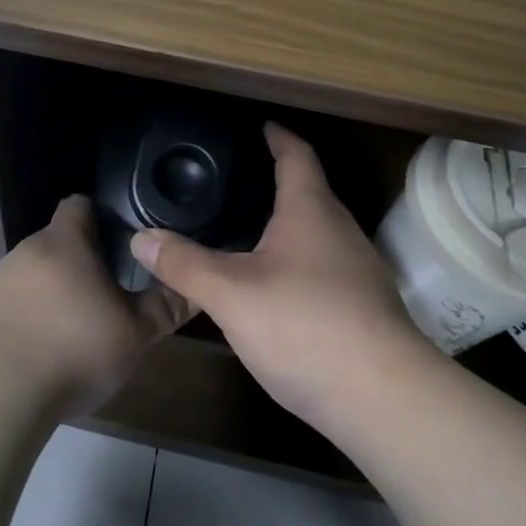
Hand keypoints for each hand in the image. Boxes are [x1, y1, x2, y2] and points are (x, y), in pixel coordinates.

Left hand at [0, 195, 191, 418]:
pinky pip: (8, 307)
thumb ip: (164, 307)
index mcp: (64, 242)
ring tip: (74, 332)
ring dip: (52, 295)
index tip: (122, 238)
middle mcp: (24, 251)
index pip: (80, 205)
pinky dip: (26, 321)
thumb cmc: (73, 348)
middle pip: (57, 244)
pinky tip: (38, 356)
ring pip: (32, 277)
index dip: (101, 215)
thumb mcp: (133, 333)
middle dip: (81, 264)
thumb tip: (193, 289)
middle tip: (108, 295)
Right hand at [128, 124, 431, 429]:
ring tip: (247, 230)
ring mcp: (359, 271)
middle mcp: (341, 231)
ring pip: (317, 233)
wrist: (384, 400)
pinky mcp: (364, 308)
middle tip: (236, 181)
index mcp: (311, 211)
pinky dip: (296, 261)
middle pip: (310, 193)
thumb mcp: (231, 294)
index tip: (261, 125)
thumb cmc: (305, 326)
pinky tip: (273, 285)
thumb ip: (185, 264)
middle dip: (277, 183)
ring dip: (287, 225)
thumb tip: (141, 238)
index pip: (297, 156)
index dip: (278, 137)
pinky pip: (323, 267)